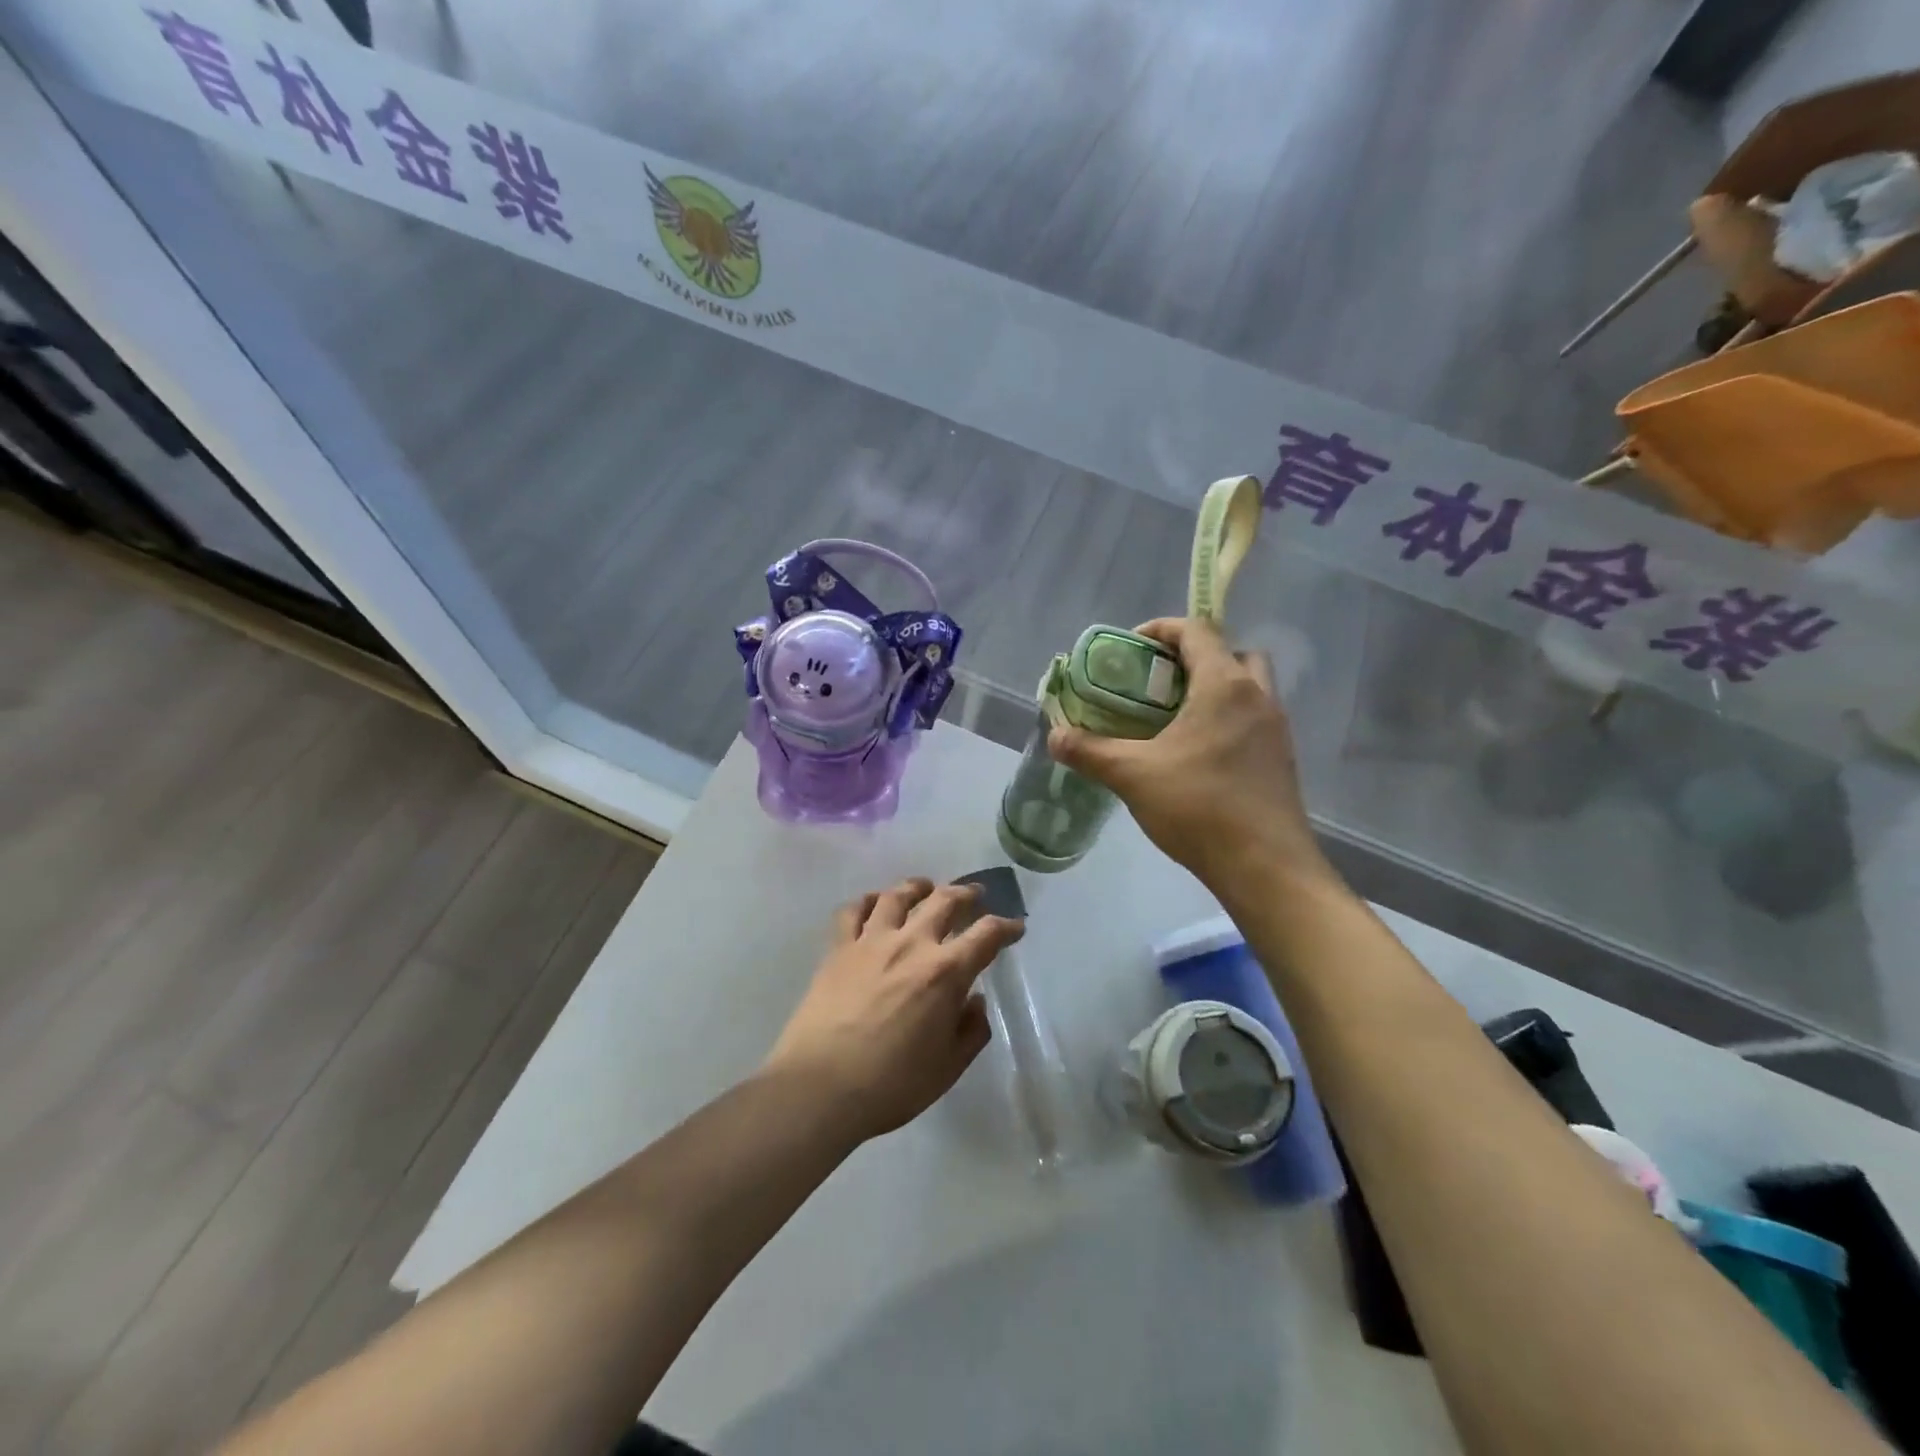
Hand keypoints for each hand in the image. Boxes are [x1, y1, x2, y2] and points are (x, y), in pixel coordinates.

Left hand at [765, 878, 1023, 1141]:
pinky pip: (853, 910)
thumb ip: (970, 1031)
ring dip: (918, 886)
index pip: (986, 935)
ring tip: (925, 887)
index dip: (1006, 927)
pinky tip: (874, 903)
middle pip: (944, 901)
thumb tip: (975, 1001)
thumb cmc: (891, 1084)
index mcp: (945, 973)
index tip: (1015, 927)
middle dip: (966, 893)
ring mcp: (871, 941)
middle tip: (974, 895)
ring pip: (898, 895)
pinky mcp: (838, 948)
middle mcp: (912, 944)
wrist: (820, 1086)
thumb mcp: (947, 1068)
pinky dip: (867, 900)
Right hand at [1047, 617, 1330, 894]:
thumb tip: (1055, 735)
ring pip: (1246, 688)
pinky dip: (1225, 721)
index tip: (1130, 648)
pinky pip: (1252, 720)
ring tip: (1172, 719)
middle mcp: (1258, 697)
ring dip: (1212, 690)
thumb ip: (1089, 750)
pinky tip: (1195, 756)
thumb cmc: (1199, 807)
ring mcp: (1276, 729)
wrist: (1266, 867)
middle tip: (1158, 683)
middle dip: (1193, 658)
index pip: (1197, 630)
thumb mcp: (1132, 775)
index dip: (1160, 629)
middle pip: (1230, 653)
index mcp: (1225, 685)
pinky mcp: (1281, 759)